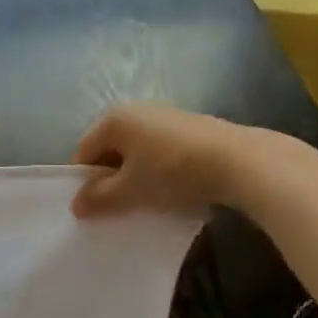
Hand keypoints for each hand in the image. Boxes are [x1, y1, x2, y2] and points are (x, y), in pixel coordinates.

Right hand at [72, 103, 257, 219]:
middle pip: (111, 150)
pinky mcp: (192, 128)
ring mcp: (167, 116)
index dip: (85, 181)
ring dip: (137, 176)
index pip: (84, 151)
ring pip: (138, 151)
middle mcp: (137, 110)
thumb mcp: (130, 190)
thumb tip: (76, 206)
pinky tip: (175, 190)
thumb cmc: (172, 172)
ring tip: (149, 201)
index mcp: (114, 119)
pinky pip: (162, 151)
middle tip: (120, 207)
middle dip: (112, 178)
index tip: (95, 207)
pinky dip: (161, 171)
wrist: (241, 162)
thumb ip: (99, 198)